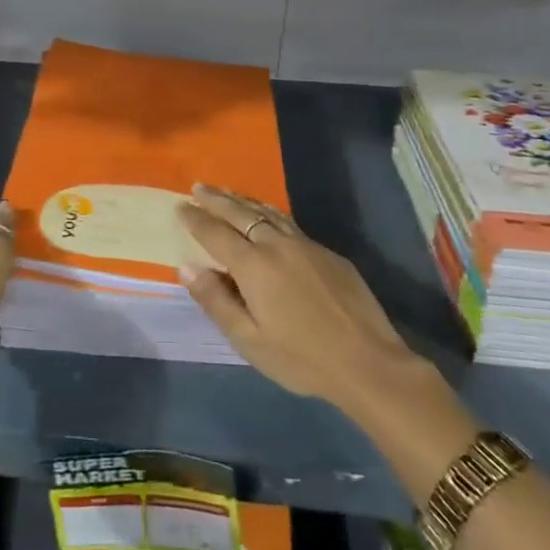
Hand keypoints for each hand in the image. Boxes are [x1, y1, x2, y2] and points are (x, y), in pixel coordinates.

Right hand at [177, 184, 427, 415]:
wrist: (369, 363)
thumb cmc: (302, 358)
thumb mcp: (249, 340)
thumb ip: (216, 300)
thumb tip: (187, 266)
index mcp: (254, 265)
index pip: (216, 233)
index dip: (196, 219)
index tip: (180, 206)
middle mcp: (277, 245)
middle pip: (240, 213)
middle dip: (216, 199)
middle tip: (198, 187)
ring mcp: (306, 245)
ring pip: (268, 212)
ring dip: (243, 200)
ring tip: (227, 192)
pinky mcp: (328, 253)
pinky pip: (289, 223)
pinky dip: (268, 213)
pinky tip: (267, 217)